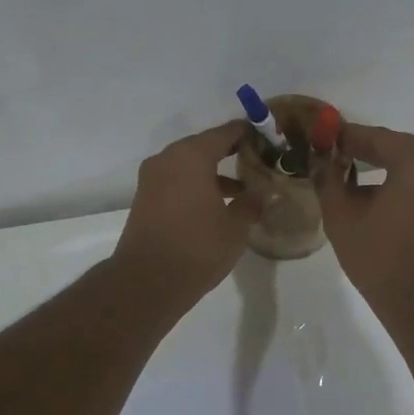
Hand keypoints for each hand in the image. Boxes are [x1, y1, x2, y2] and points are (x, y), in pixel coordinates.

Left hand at [110, 120, 258, 309]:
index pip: (225, 133)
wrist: (147, 282)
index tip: (268, 138)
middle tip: (258, 160)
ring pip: (189, 164)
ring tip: (243, 187)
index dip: (248, 134)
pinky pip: (176, 180)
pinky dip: (196, 184)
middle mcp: (168, 159)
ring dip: (213, 171)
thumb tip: (261, 193)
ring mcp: (152, 178)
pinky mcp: (145, 198)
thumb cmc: (197, 248)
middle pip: (204, 145)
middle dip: (231, 152)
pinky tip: (217, 203)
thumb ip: (250, 203)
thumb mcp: (235, 227)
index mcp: (191, 156)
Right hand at [317, 123, 413, 326]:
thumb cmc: (378, 256)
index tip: (322, 136)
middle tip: (332, 150)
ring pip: (408, 164)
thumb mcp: (341, 215)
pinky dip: (394, 178)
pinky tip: (368, 191)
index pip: (377, 137)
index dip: (346, 135)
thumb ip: (328, 179)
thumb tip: (319, 160)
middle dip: (364, 146)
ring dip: (380, 162)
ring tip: (346, 168)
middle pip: (396, 146)